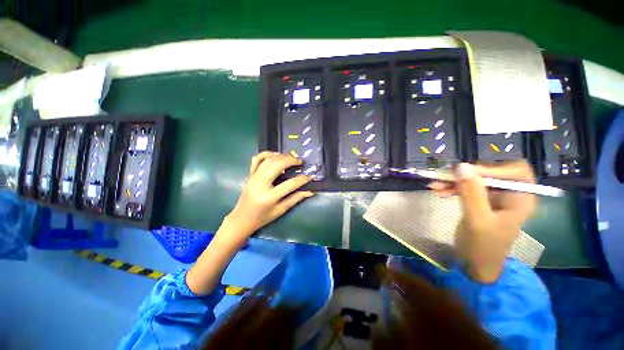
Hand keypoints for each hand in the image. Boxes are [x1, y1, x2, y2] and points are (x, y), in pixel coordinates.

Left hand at [222, 152, 313, 242]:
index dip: (302, 179)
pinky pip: (257, 159)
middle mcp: (260, 184)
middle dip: (291, 160)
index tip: (310, 176)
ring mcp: (253, 177)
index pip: (290, 184)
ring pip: (268, 160)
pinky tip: (276, 155)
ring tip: (291, 158)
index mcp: (269, 197)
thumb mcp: (280, 210)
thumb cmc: (262, 217)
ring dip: (281, 156)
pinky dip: (266, 154)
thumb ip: (295, 199)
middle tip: (300, 162)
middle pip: (277, 165)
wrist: (241, 219)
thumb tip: (310, 191)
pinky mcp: (250, 175)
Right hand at [428, 161, 536, 282]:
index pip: (516, 171)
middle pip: (490, 173)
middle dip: (466, 175)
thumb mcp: (477, 220)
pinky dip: (451, 188)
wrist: (475, 265)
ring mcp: (493, 197)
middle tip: (443, 177)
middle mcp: (509, 194)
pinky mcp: (479, 201)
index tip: (468, 172)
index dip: (494, 168)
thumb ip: (472, 193)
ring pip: (474, 179)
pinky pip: (465, 188)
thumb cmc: (483, 247)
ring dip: (454, 181)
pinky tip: (438, 191)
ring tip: (434, 185)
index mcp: (520, 199)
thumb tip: (462, 166)